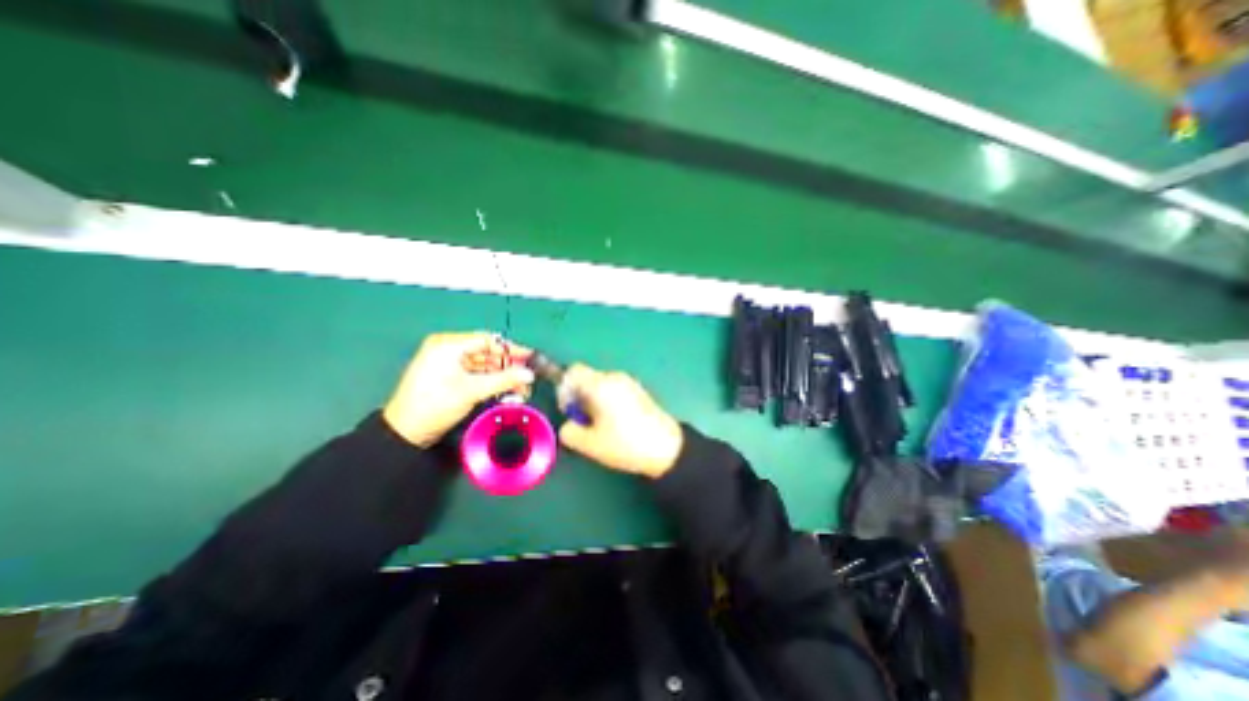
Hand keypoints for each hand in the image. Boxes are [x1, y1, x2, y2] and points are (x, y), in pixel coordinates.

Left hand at [382, 334, 534, 448]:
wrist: (405, 433)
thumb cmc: (435, 405)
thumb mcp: (472, 391)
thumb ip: (504, 380)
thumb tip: (529, 374)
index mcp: (448, 345)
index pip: (487, 340)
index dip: (510, 349)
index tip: (530, 358)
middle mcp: (447, 349)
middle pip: (486, 353)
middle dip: (507, 366)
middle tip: (527, 376)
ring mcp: (447, 363)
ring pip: (482, 365)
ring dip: (501, 376)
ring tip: (520, 388)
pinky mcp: (448, 377)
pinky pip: (475, 374)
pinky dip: (490, 381)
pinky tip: (505, 390)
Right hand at [555, 364, 682, 479]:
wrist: (667, 447)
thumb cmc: (625, 444)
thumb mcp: (590, 444)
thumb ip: (569, 432)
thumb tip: (568, 425)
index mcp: (601, 385)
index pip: (573, 371)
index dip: (564, 389)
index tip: (570, 410)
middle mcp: (614, 377)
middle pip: (587, 378)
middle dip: (579, 398)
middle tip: (585, 423)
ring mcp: (629, 382)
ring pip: (600, 385)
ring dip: (593, 401)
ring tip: (601, 426)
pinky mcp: (638, 391)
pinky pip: (614, 390)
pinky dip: (607, 402)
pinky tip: (616, 423)